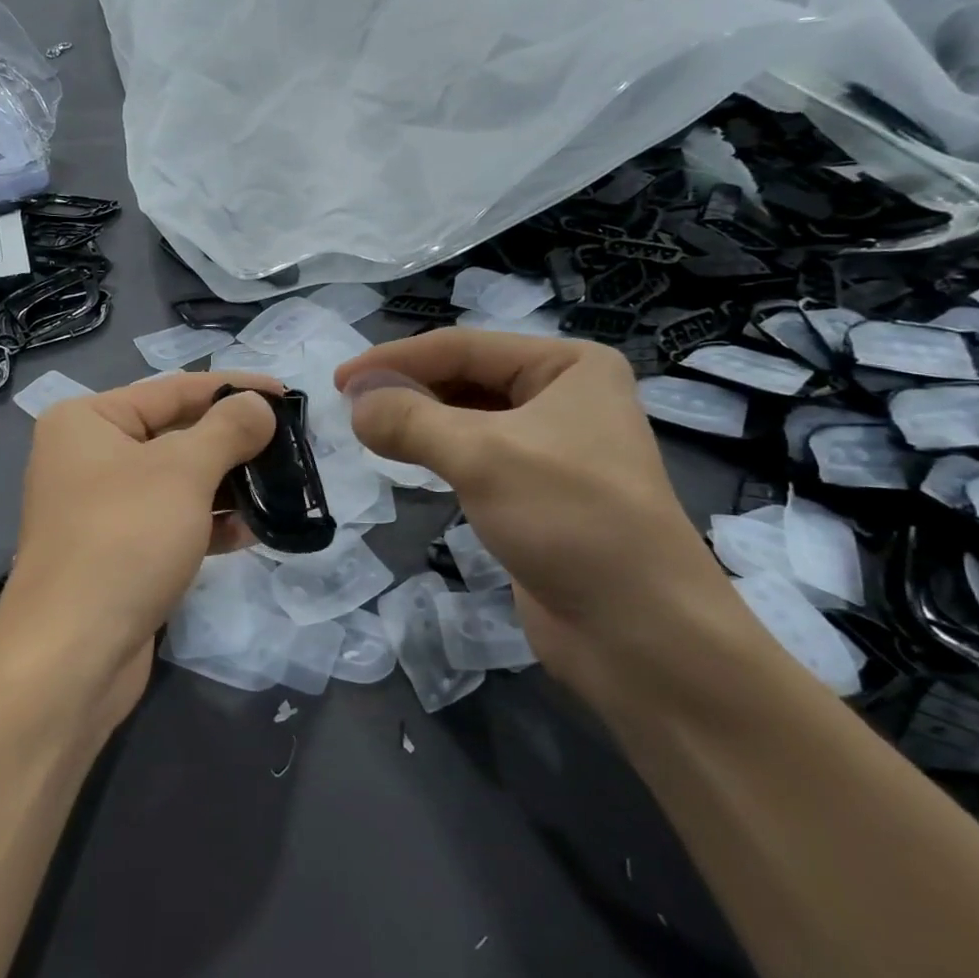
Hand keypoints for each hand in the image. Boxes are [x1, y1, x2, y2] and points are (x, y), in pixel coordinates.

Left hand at [0, 373, 279, 718]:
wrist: (72, 656)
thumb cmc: (125, 539)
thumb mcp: (183, 472)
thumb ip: (227, 429)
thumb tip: (259, 405)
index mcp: (87, 421)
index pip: (173, 389)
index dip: (233, 388)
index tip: (287, 393)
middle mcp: (87, 457)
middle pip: (175, 434)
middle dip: (233, 441)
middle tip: (290, 444)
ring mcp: (100, 508)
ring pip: (177, 482)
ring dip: (228, 485)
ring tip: (281, 486)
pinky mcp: (116, 553)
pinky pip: (171, 522)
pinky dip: (209, 523)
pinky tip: (252, 532)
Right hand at [335, 331, 755, 705]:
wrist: (639, 631)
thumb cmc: (570, 520)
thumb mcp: (483, 456)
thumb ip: (410, 420)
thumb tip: (354, 403)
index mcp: (569, 365)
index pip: (463, 346)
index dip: (395, 359)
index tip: (338, 380)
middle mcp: (565, 396)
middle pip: (466, 377)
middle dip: (408, 389)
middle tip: (349, 408)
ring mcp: (553, 446)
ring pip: (468, 417)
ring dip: (419, 421)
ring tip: (368, 430)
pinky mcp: (538, 491)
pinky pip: (476, 455)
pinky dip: (437, 453)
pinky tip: (406, 459)